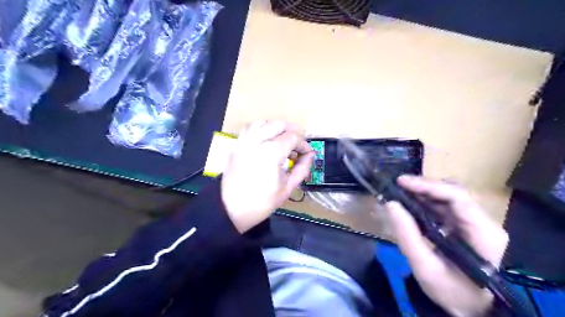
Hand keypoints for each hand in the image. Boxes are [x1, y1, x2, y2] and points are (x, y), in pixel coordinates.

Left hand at [221, 120, 315, 232]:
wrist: (231, 210)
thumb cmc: (262, 202)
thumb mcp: (287, 188)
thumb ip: (302, 169)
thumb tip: (310, 156)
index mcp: (272, 152)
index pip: (293, 138)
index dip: (303, 144)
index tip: (307, 153)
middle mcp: (257, 141)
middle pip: (278, 124)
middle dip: (291, 132)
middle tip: (297, 145)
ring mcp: (244, 142)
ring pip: (262, 122)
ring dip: (275, 128)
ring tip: (281, 139)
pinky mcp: (236, 146)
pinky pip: (249, 129)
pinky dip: (260, 129)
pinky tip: (264, 140)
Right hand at [386, 176, 510, 315]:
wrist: (470, 307)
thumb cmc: (452, 292)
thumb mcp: (425, 268)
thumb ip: (407, 236)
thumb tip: (391, 204)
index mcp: (483, 233)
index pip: (457, 197)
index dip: (428, 186)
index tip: (401, 182)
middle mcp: (483, 222)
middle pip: (452, 192)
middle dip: (423, 187)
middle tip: (397, 187)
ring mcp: (474, 222)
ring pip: (447, 196)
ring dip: (422, 193)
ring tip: (399, 193)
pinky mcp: (464, 224)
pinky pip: (443, 205)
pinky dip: (424, 202)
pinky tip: (410, 203)